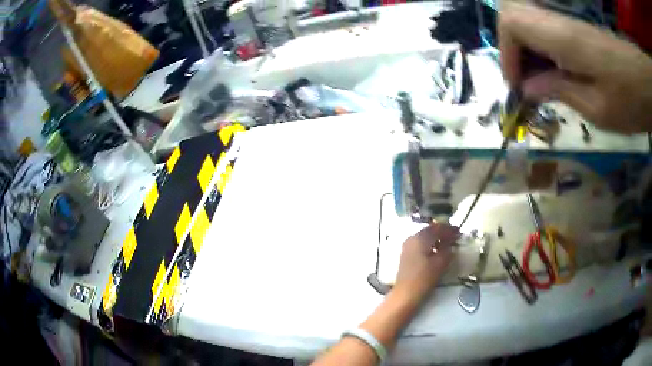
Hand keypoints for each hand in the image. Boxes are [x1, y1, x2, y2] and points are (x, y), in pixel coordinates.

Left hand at [394, 223, 458, 302]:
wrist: (405, 294)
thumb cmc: (424, 278)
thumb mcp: (441, 263)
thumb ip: (448, 250)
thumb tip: (451, 244)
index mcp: (420, 237)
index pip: (437, 228)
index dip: (449, 229)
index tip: (459, 232)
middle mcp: (412, 238)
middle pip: (430, 230)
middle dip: (443, 233)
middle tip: (455, 237)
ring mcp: (408, 246)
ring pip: (425, 237)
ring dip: (436, 239)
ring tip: (448, 244)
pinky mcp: (406, 254)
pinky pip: (420, 244)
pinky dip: (430, 245)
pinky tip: (437, 251)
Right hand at [499, 3, 651, 132]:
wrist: (642, 81)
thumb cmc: (630, 100)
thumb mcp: (597, 109)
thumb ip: (560, 92)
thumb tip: (529, 88)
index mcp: (564, 38)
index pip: (512, 23)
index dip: (507, 52)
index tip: (518, 83)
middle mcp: (559, 21)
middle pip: (513, 14)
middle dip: (511, 46)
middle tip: (526, 79)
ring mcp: (567, 22)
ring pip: (526, 18)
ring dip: (525, 47)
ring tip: (538, 78)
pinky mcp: (575, 28)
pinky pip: (543, 26)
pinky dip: (540, 46)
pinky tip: (553, 69)